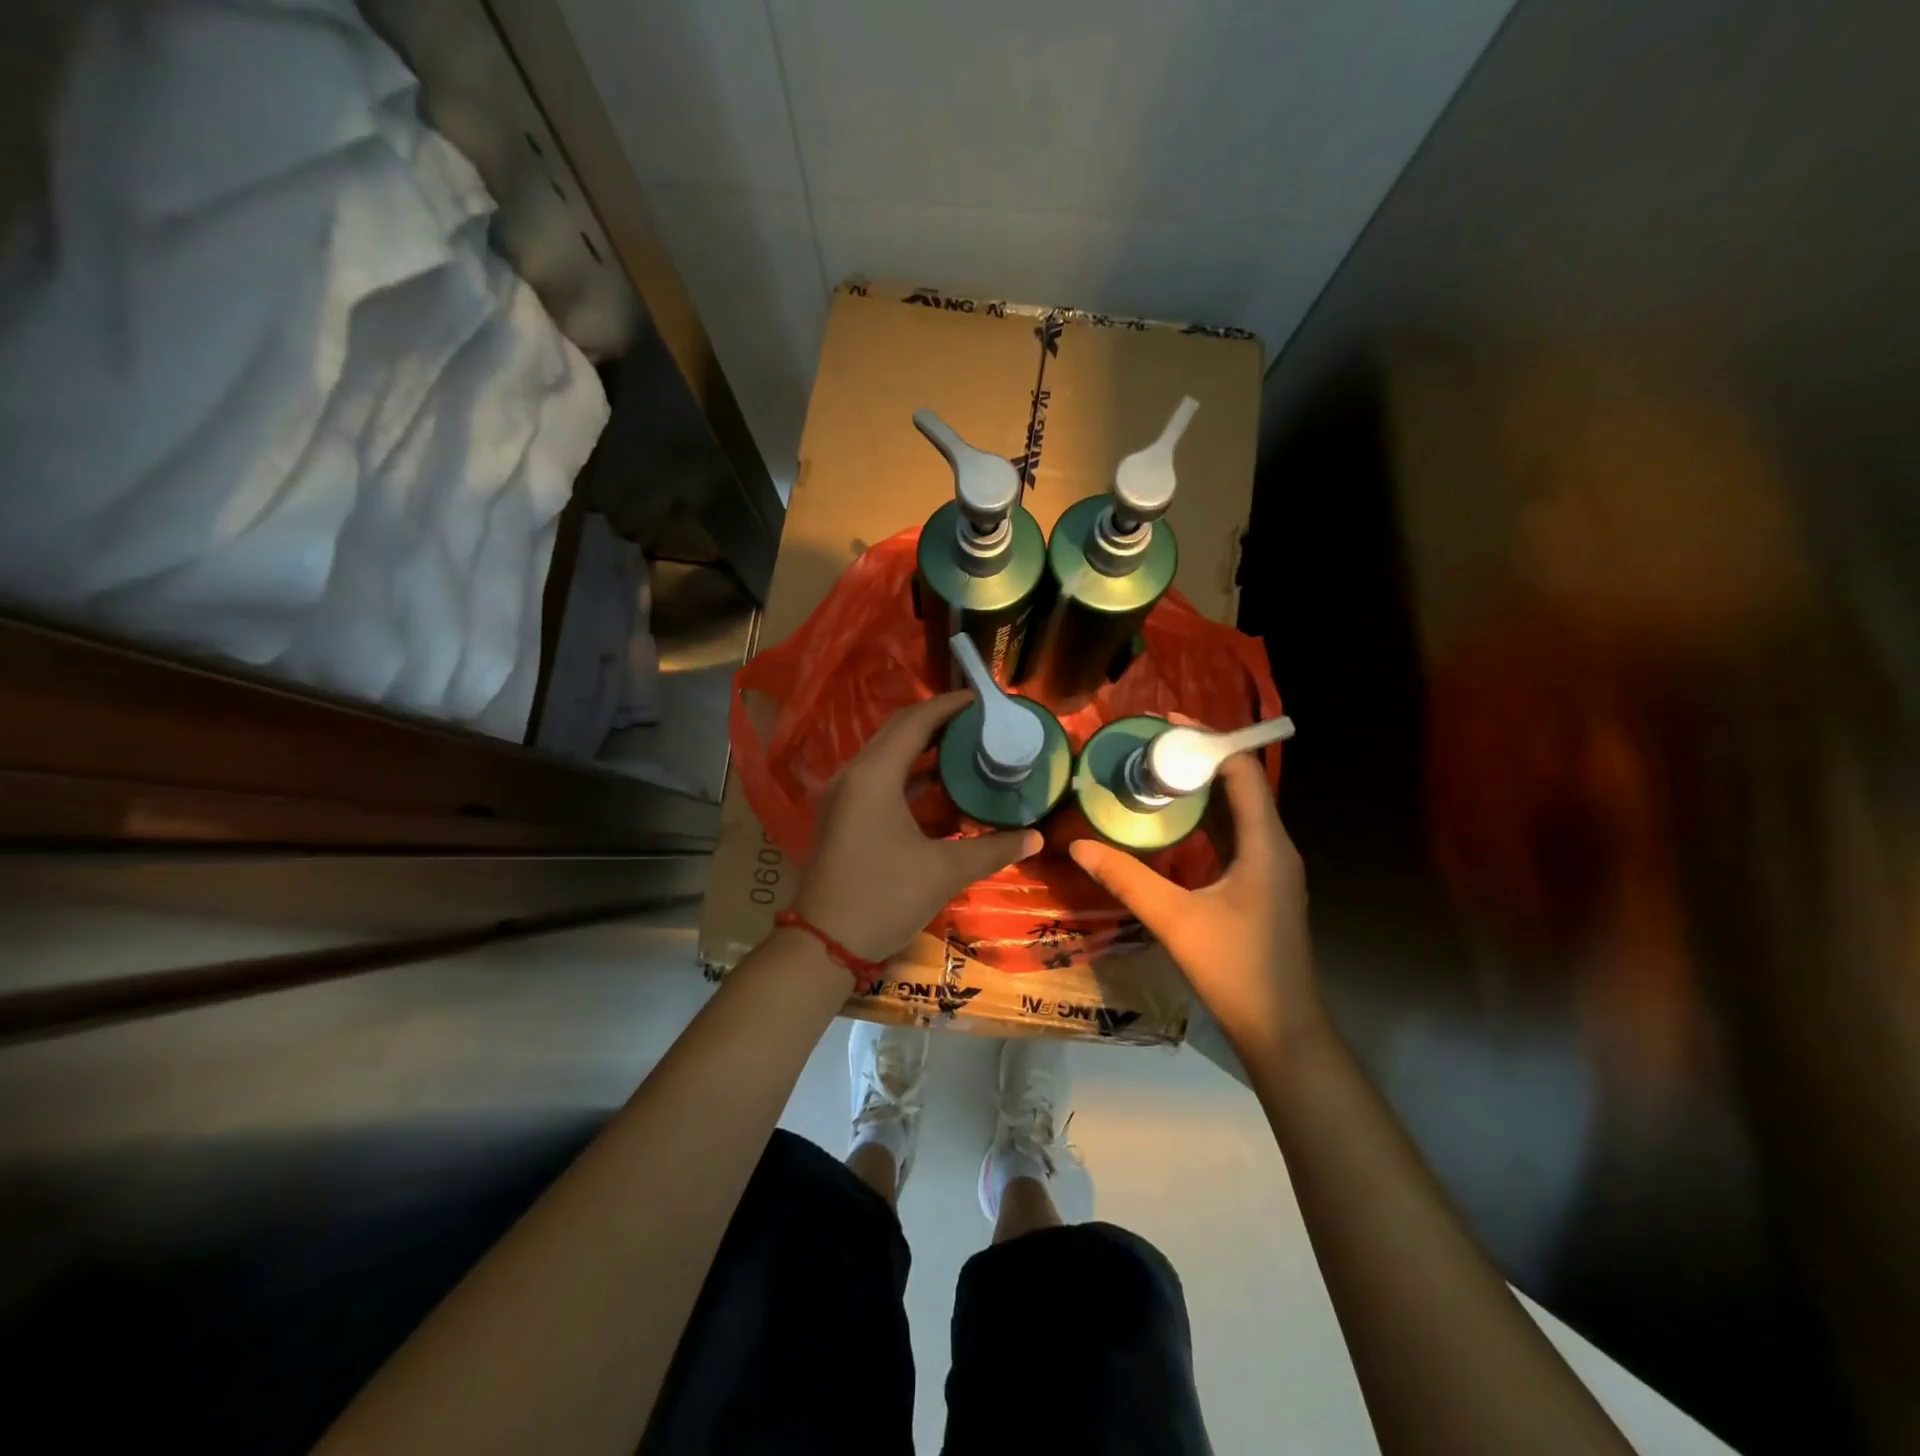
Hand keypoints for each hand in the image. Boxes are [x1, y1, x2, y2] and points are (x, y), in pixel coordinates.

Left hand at [793, 692, 1041, 962]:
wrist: (824, 945)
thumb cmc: (883, 898)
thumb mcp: (944, 871)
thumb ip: (992, 848)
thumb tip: (1036, 837)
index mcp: (874, 776)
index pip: (915, 721)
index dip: (950, 705)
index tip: (984, 699)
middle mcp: (854, 775)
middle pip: (898, 731)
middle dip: (939, 721)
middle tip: (981, 722)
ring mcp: (844, 795)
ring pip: (888, 755)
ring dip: (925, 748)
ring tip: (968, 748)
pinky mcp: (843, 815)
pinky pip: (880, 778)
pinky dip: (911, 775)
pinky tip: (941, 787)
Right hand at [1069, 753, 1320, 1056]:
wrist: (1282, 1029)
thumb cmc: (1236, 970)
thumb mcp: (1175, 921)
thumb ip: (1127, 879)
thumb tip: (1079, 844)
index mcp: (1265, 845)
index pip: (1242, 772)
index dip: (1207, 742)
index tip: (1165, 725)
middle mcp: (1275, 847)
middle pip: (1241, 785)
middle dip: (1198, 760)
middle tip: (1148, 748)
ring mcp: (1272, 867)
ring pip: (1238, 810)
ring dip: (1202, 789)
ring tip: (1155, 774)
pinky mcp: (1263, 885)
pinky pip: (1235, 835)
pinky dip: (1206, 818)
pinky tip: (1173, 824)